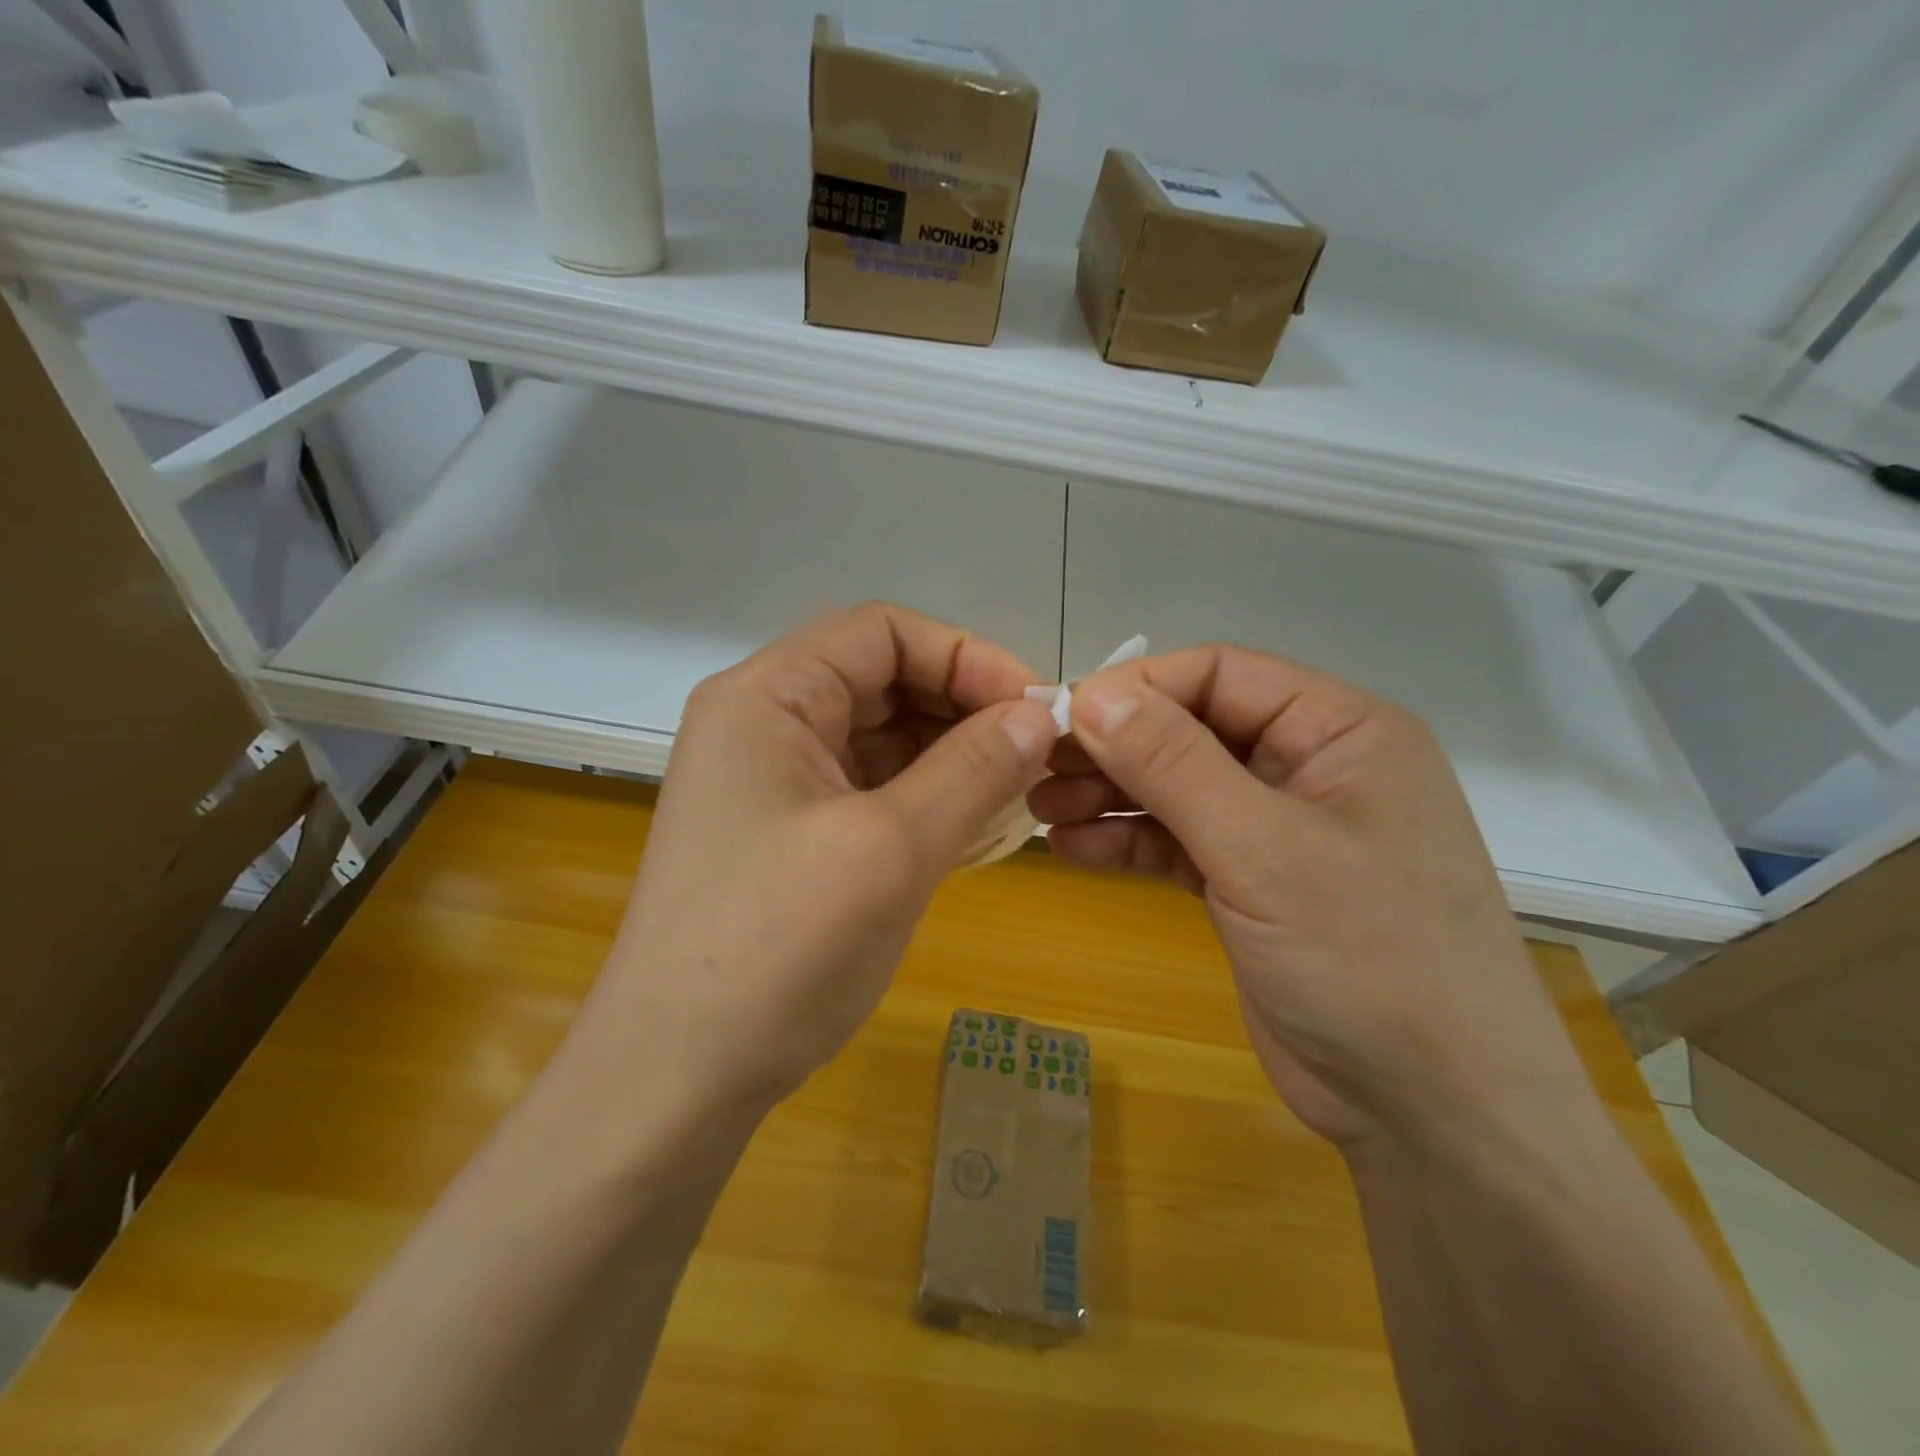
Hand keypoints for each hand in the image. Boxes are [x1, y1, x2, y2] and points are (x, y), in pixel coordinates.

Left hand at [591, 604, 1058, 1109]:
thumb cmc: (778, 948)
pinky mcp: (788, 830)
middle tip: (1036, 753)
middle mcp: (764, 722)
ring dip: (951, 753)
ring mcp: (773, 779)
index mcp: (768, 696)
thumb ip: (973, 770)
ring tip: (1017, 789)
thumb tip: (1038, 716)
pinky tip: (973, 821)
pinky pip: (870, 786)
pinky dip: (925, 794)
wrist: (677, 1077)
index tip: (1034, 709)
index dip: (966, 657)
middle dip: (963, 707)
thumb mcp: (892, 850)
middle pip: (881, 679)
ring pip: (881, 735)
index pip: (881, 632)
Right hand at [1030, 646, 1591, 1150]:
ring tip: (1039, 809)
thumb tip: (1092, 695)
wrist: (1433, 1113)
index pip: (1221, 674)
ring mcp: (1277, 829)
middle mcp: (1309, 767)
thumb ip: (1173, 764)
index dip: (1138, 688)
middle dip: (1114, 747)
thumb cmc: (1368, 958)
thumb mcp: (1262, 849)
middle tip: (1037, 767)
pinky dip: (1127, 840)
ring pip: (1177, 788)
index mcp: (1339, 731)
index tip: (1063, 716)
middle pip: (1191, 730)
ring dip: (1110, 794)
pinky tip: (1073, 847)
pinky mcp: (1250, 884)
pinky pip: (1178, 841)